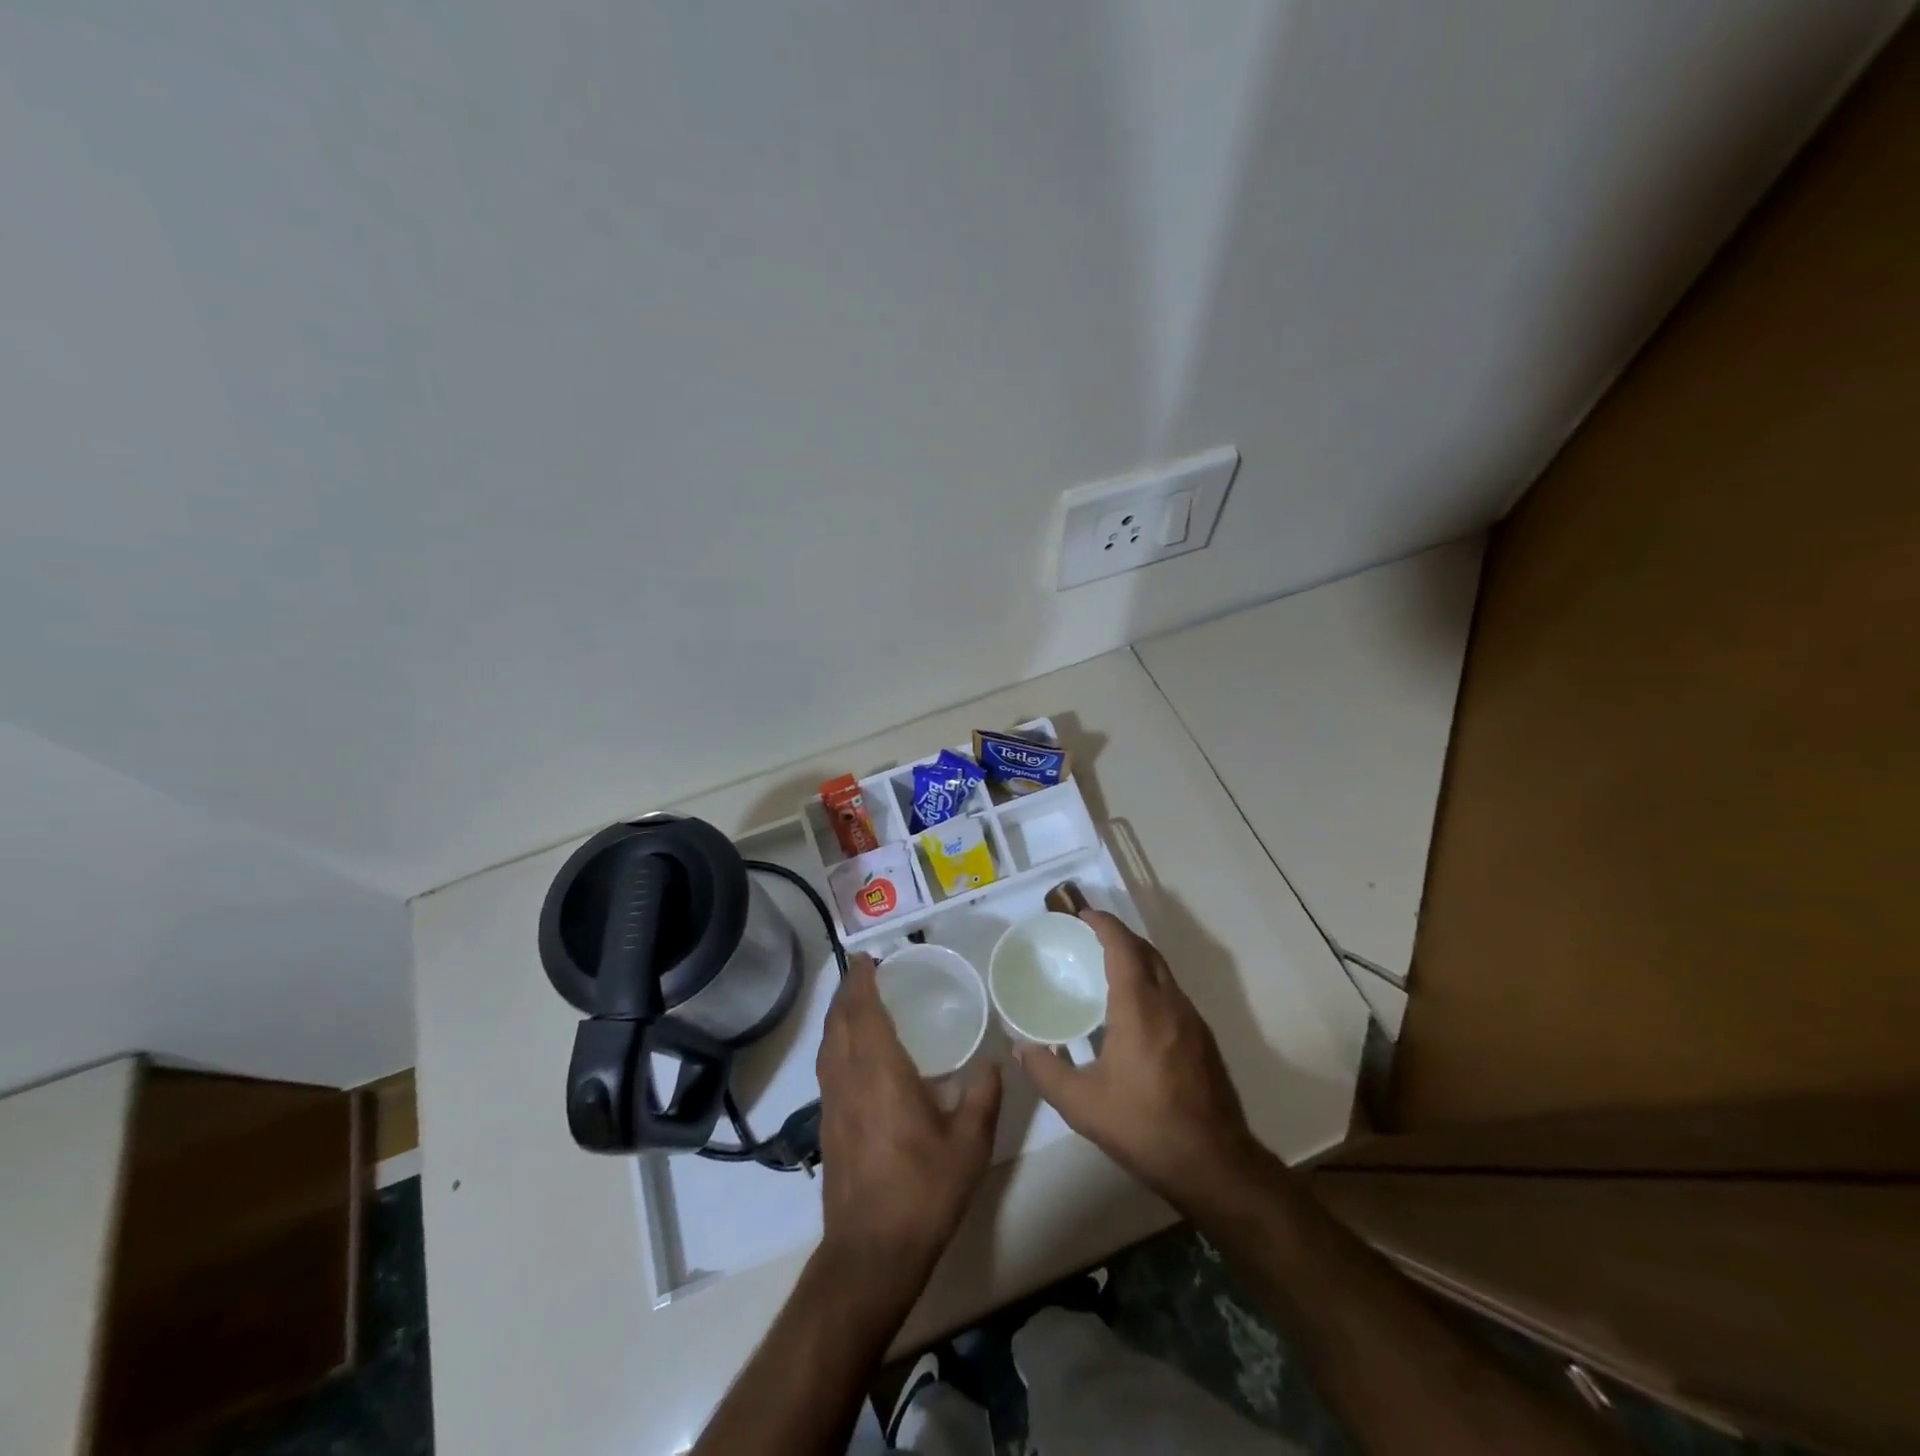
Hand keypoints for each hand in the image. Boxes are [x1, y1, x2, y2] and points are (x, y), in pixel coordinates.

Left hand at [815, 953, 1002, 1286]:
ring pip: (827, 1044)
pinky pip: (827, 1066)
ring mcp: (832, 1103)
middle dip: (848, 991)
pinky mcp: (827, 1125)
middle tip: (867, 972)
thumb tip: (995, 1062)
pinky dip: (836, 1043)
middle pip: (839, 1022)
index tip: (868, 958)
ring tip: (857, 1002)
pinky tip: (854, 1053)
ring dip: (838, 1016)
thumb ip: (983, 1096)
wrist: (870, 1253)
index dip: (862, 981)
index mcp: (879, 1072)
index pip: (863, 1011)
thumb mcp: (969, 1144)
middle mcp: (848, 1078)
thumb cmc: (923, 1191)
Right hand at [1014, 911, 1257, 1208]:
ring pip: (1164, 973)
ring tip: (1109, 968)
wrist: (1214, 1164)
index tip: (1083, 914)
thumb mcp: (1082, 1105)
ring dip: (1138, 959)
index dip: (1104, 924)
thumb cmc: (1144, 1127)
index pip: (1123, 947)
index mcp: (1140, 1008)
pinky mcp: (1204, 1040)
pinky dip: (1151, 984)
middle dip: (1120, 936)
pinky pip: (1173, 995)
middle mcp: (1170, 1004)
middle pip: (1147, 952)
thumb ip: (1046, 1072)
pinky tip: (1135, 1011)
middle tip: (1090, 937)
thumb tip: (1020, 1048)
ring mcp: (1193, 1021)